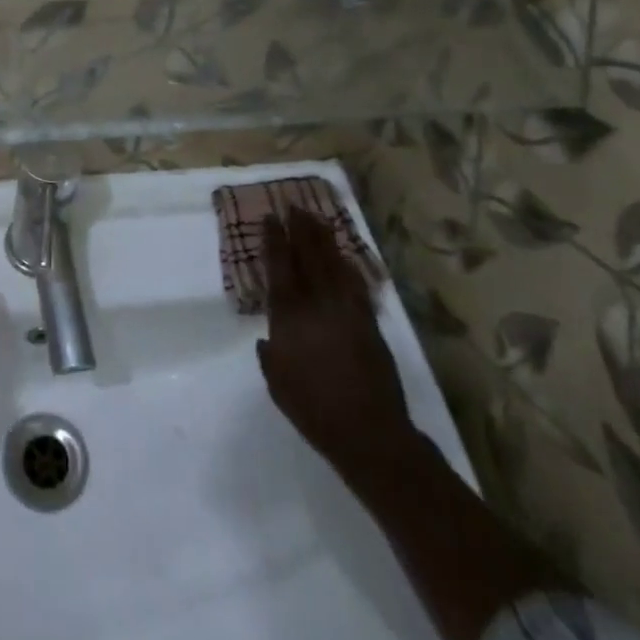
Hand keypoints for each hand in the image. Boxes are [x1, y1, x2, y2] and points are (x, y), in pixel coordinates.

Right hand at [256, 207, 415, 491]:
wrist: (369, 433)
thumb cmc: (314, 410)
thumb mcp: (277, 384)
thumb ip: (270, 355)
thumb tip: (269, 341)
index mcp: (289, 317)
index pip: (279, 267)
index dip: (274, 240)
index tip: (271, 218)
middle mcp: (317, 304)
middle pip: (308, 256)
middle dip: (300, 229)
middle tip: (294, 206)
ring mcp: (346, 311)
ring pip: (333, 264)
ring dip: (323, 239)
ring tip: (316, 219)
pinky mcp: (369, 323)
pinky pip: (356, 285)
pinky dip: (348, 266)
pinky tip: (344, 257)